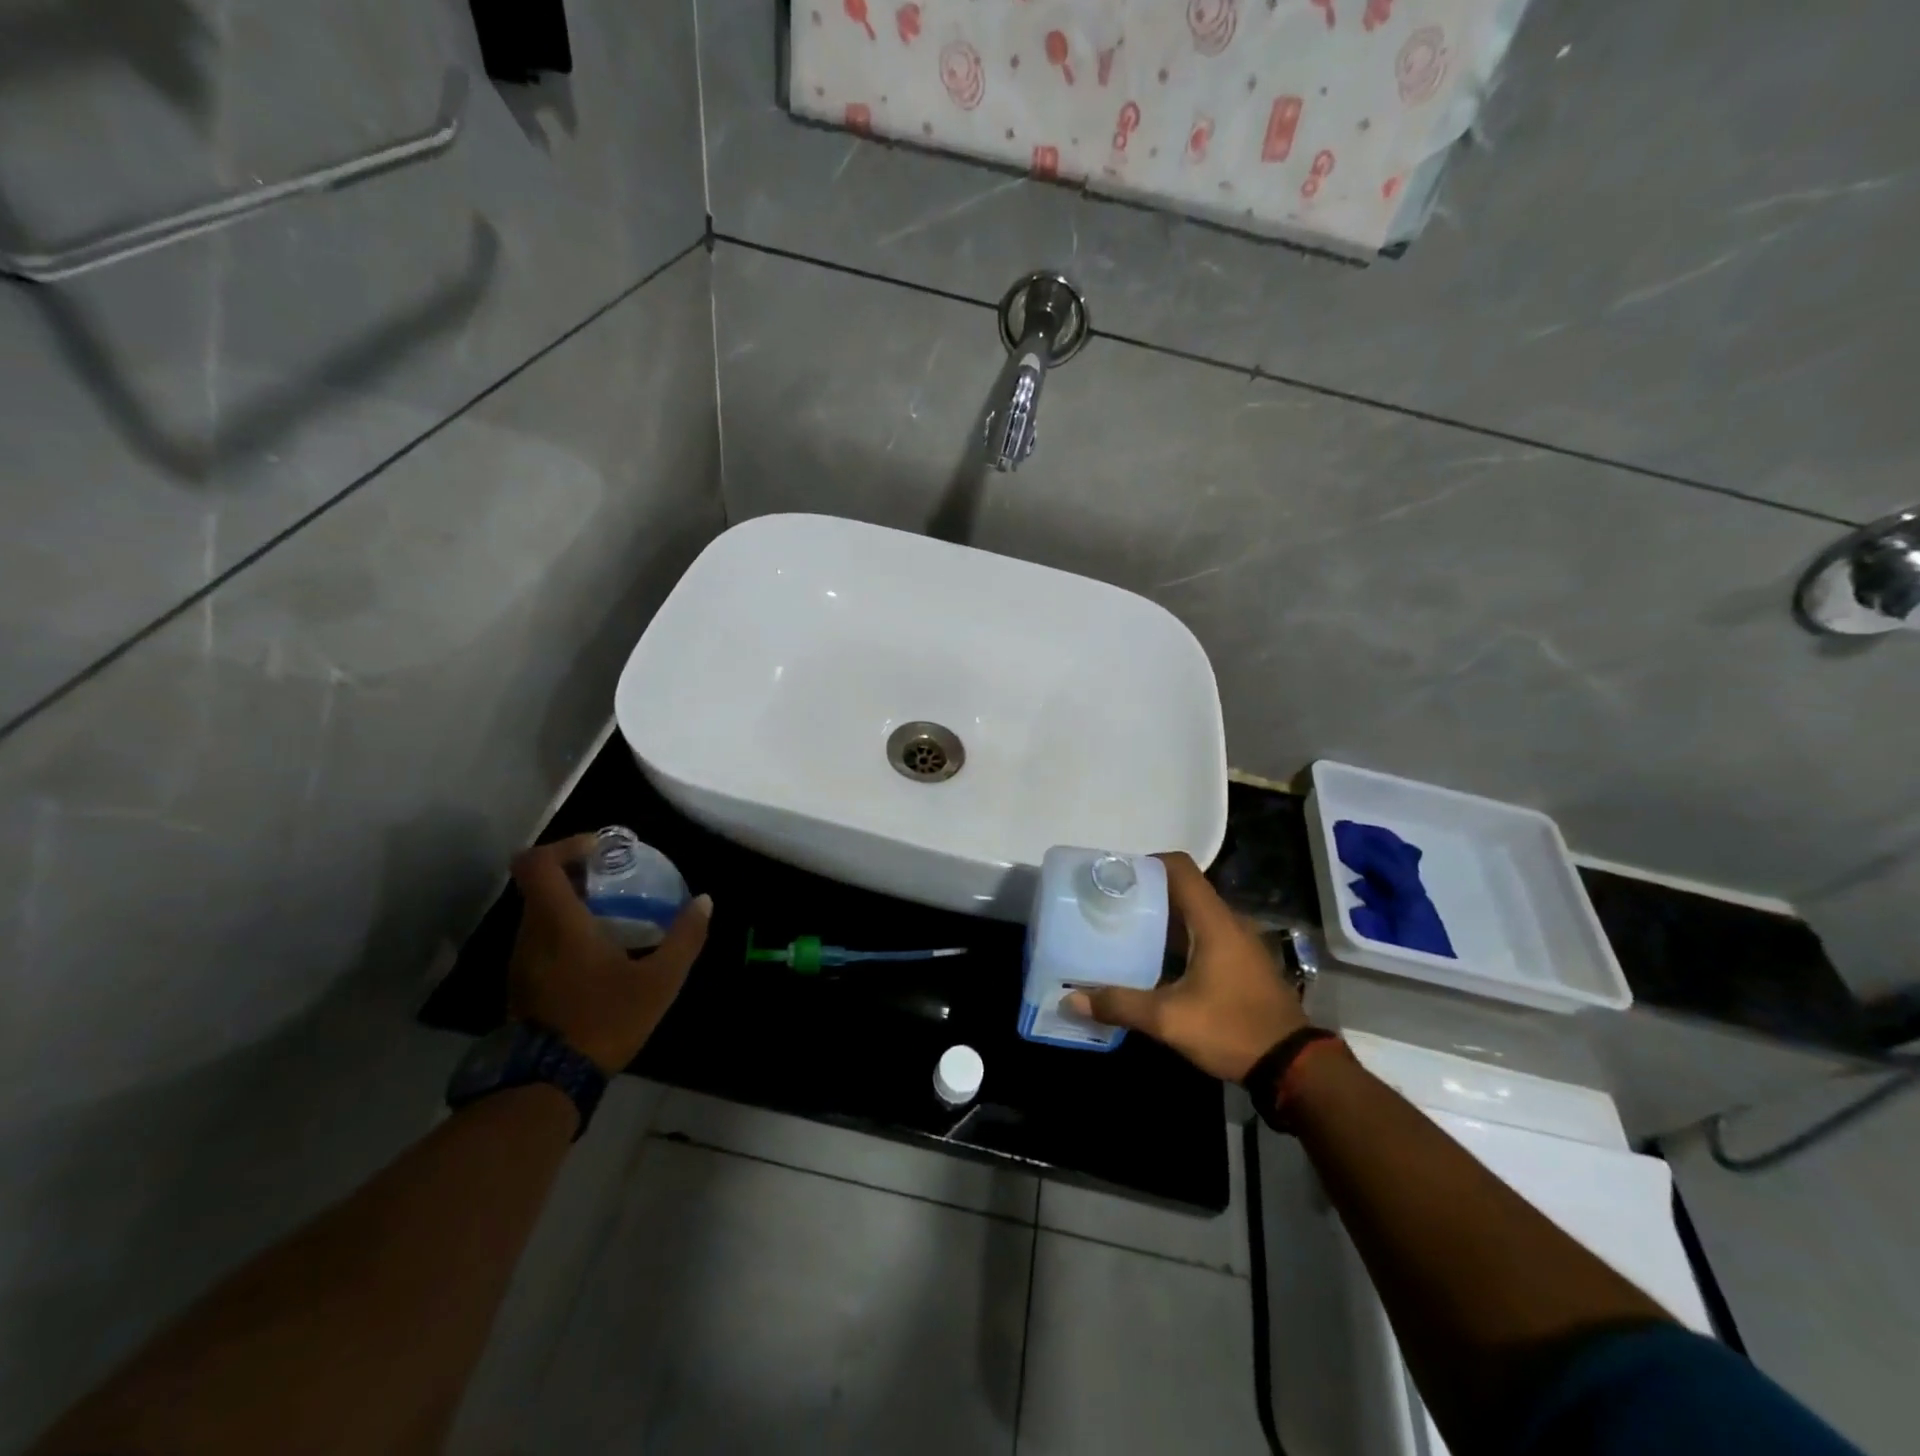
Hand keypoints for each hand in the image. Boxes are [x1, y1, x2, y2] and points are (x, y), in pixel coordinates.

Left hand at [507, 834, 710, 1073]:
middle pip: (541, 883)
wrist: (548, 1083)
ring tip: (614, 913)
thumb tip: (705, 902)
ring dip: (573, 902)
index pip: (536, 862)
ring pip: (540, 911)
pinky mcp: (521, 982)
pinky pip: (540, 937)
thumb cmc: (605, 1020)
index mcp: (558, 922)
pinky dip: (565, 929)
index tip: (603, 850)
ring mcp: (521, 959)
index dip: (566, 845)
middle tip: (618, 879)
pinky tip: (599, 951)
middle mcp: (531, 933)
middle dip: (579, 872)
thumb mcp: (659, 981)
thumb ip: (684, 938)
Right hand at [1066, 851, 1306, 1081]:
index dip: (1146, 863)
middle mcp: (1227, 922)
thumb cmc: (1232, 1029)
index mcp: (1213, 920)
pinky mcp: (1240, 964)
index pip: (1179, 867)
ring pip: (1192, 915)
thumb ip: (1120, 1005)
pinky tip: (1152, 963)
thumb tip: (1071, 999)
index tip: (1115, 877)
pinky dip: (1175, 940)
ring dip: (1160, 919)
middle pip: (1182, 890)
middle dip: (1145, 893)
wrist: (1294, 1066)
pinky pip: (1202, 936)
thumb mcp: (1170, 1020)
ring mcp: (1237, 943)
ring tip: (1122, 931)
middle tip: (1108, 906)